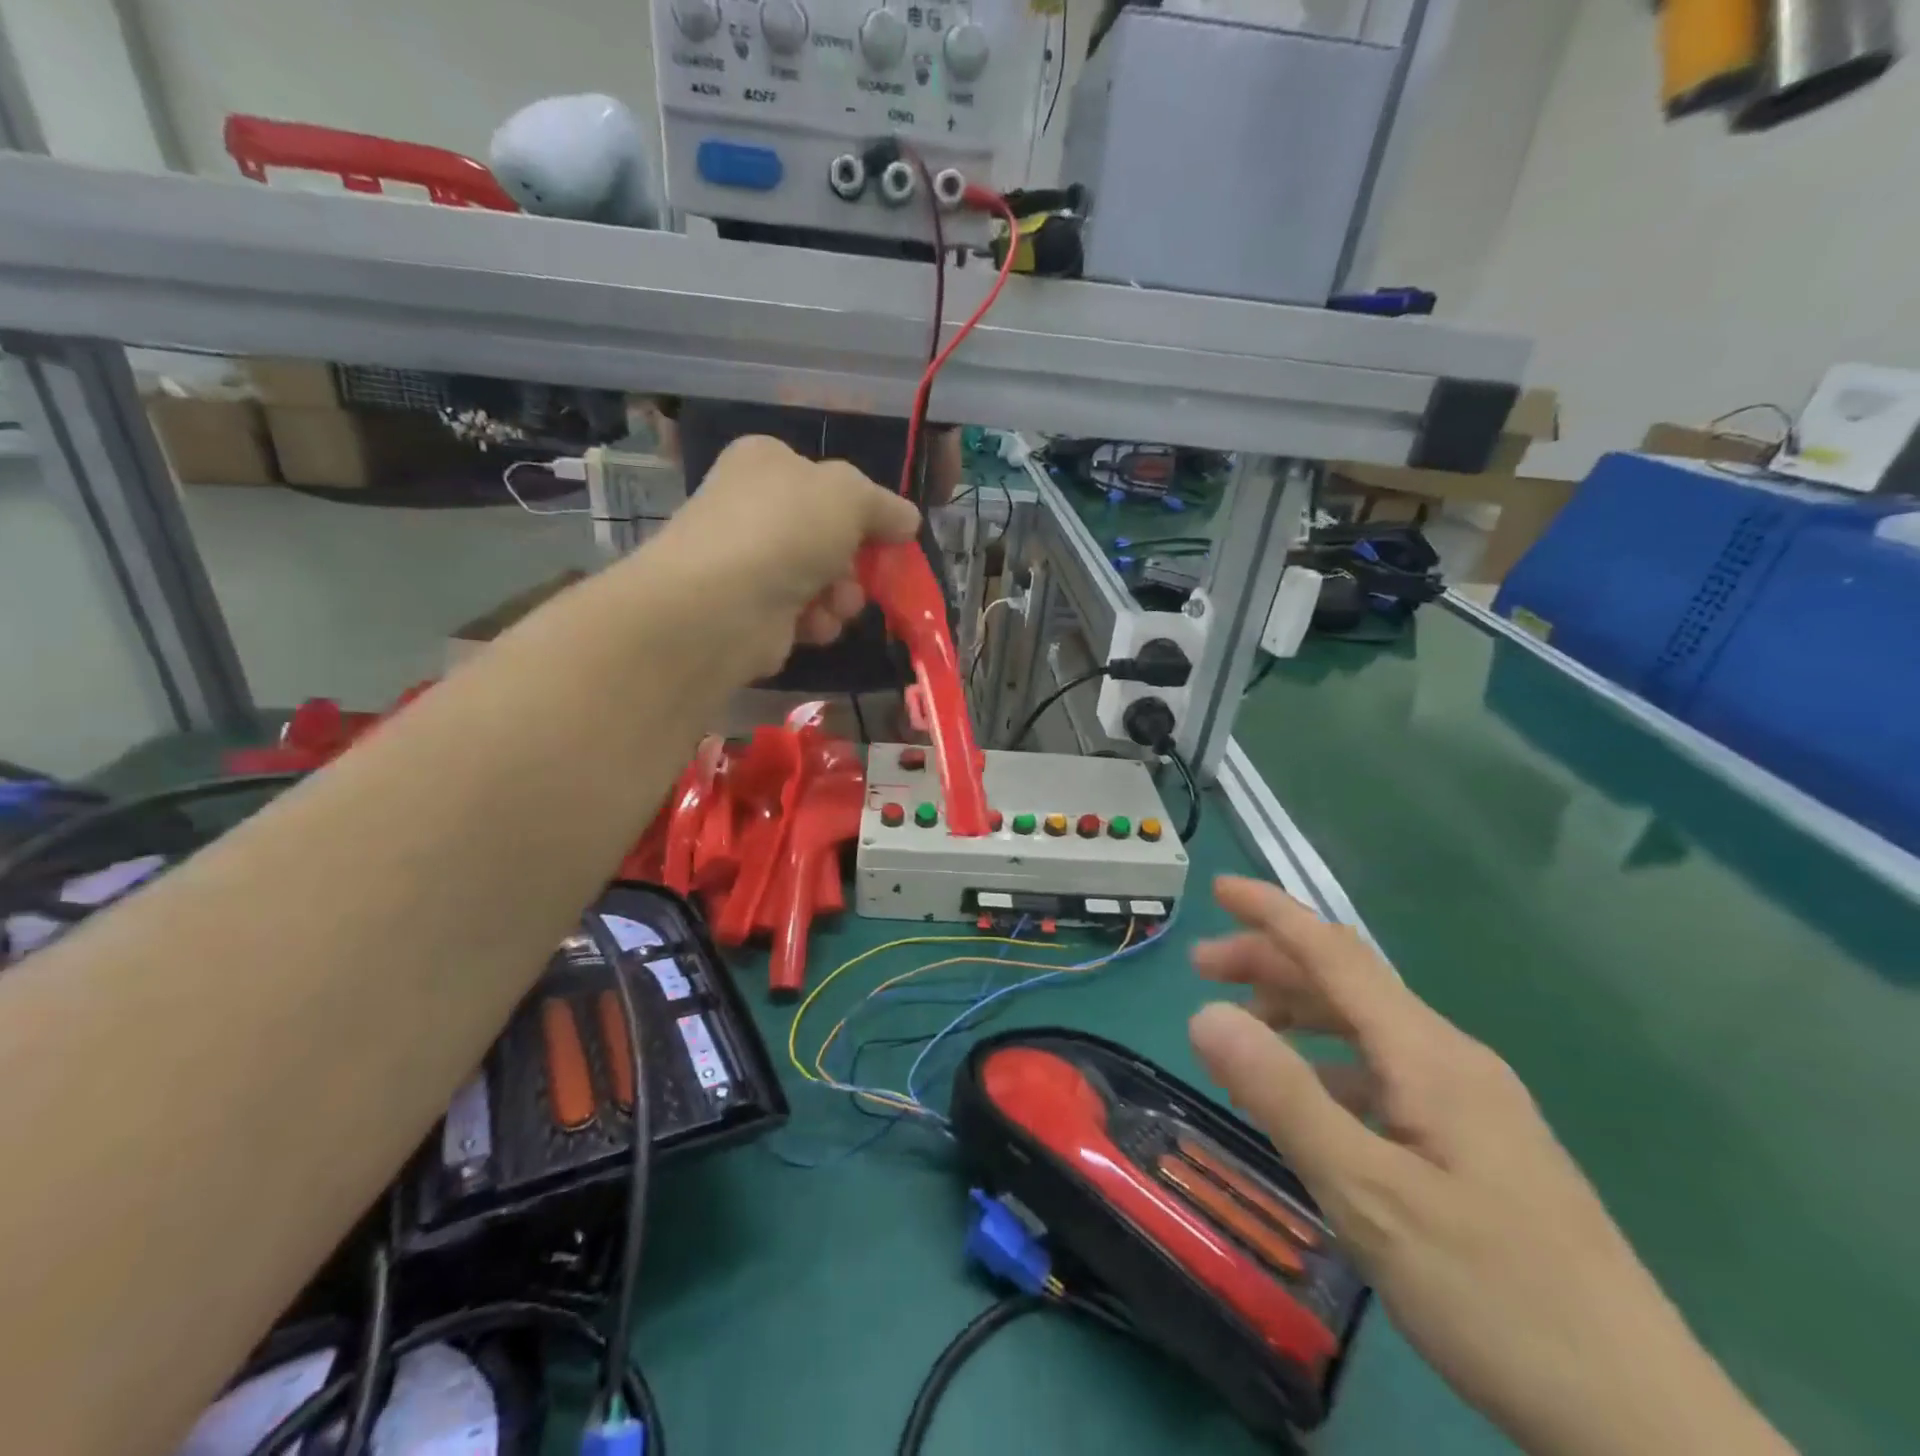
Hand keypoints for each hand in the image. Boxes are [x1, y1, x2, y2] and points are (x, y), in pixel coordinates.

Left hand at [644, 434, 921, 675]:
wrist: (724, 604)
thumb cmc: (787, 530)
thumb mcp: (850, 496)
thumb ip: (885, 506)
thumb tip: (908, 520)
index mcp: (766, 462)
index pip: (826, 480)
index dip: (862, 508)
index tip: (889, 535)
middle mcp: (753, 507)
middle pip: (828, 535)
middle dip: (855, 561)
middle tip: (867, 574)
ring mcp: (748, 561)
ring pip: (821, 578)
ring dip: (842, 596)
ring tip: (837, 604)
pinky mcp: (750, 611)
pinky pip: (803, 614)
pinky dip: (817, 621)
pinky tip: (813, 625)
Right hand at [1187, 876, 1793, 1455]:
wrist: (1647, 1424)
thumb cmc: (1497, 1297)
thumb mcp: (1369, 1196)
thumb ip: (1283, 1096)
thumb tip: (1205, 1014)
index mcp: (1428, 1055)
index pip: (1336, 953)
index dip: (1274, 913)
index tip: (1219, 888)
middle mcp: (1451, 1059)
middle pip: (1347, 982)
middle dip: (1271, 963)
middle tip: (1202, 971)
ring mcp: (1471, 1102)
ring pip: (1366, 1027)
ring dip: (1298, 1013)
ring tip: (1242, 1035)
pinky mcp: (1478, 1143)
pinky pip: (1385, 1073)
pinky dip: (1330, 1064)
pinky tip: (1310, 1104)